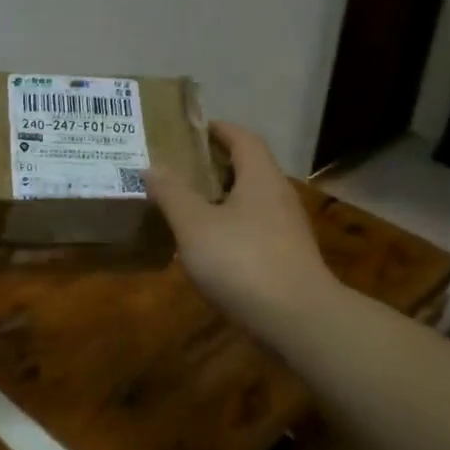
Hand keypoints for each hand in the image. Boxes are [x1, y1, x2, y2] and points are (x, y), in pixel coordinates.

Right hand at [144, 122, 334, 335]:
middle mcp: (279, 196)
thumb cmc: (243, 262)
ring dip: (222, 197)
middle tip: (179, 168)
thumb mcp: (195, 225)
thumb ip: (172, 193)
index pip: (242, 138)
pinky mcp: (287, 258)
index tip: (190, 130)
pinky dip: (231, 226)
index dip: (218, 129)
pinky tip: (210, 246)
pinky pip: (255, 228)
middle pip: (248, 168)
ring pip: (251, 201)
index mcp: (260, 177)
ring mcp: (287, 229)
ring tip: (188, 205)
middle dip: (215, 164)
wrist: (298, 320)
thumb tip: (151, 165)